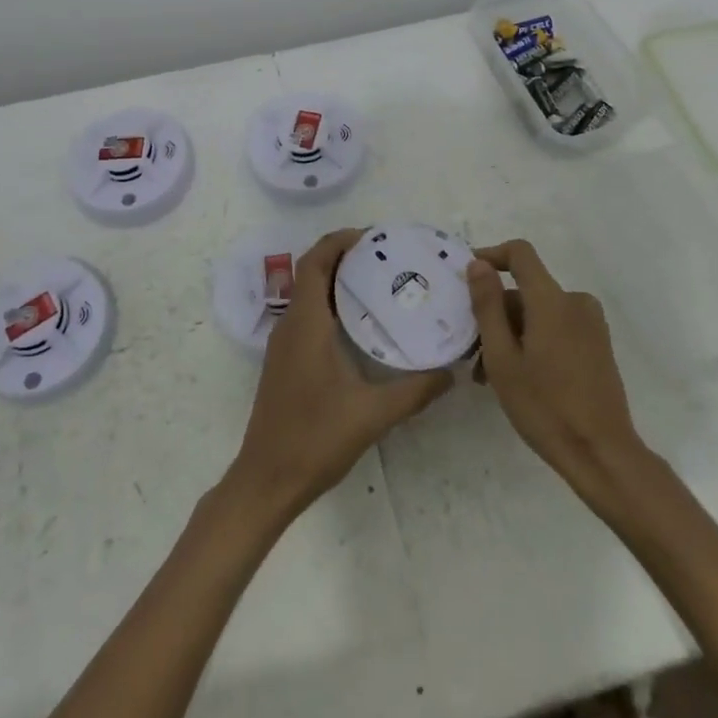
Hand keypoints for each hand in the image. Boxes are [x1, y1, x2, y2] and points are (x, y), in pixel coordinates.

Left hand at [226, 228, 451, 522]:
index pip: (315, 262)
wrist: (266, 480)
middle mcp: (291, 325)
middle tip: (386, 256)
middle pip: (312, 272)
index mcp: (306, 323)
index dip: (339, 241)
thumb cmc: (315, 439)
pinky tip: (361, 325)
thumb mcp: (372, 414)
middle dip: (344, 256)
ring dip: (337, 280)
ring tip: (380, 283)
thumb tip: (451, 372)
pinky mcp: (285, 361)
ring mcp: (284, 344)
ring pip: (309, 294)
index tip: (373, 236)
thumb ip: (415, 391)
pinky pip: (308, 316)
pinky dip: (331, 305)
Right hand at [466, 240, 646, 494]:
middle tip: (471, 354)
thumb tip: (477, 264)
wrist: (602, 454)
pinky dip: (533, 341)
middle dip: (495, 314)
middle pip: (526, 290)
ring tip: (489, 376)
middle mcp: (575, 302)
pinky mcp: (597, 344)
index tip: (466, 277)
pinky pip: (556, 327)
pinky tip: (519, 377)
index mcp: (552, 300)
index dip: (491, 256)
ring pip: (538, 313)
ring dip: (511, 333)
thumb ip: (487, 306)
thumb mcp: (502, 358)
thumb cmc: (545, 407)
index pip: (520, 253)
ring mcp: (590, 324)